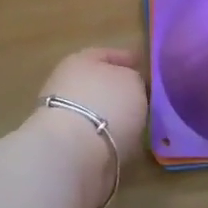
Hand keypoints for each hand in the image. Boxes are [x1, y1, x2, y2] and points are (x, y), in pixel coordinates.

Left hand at [31, 48, 148, 207]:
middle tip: (145, 97)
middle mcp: (66, 84)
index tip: (145, 66)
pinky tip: (125, 142)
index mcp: (80, 60)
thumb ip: (134, 79)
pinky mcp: (65, 146)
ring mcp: (63, 117)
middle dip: (120, 90)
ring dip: (114, 116)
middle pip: (99, 83)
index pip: (107, 54)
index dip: (127, 58)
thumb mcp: (133, 81)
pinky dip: (108, 137)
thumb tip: (131, 87)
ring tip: (139, 123)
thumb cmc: (106, 105)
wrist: (73, 154)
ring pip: (96, 111)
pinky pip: (95, 135)